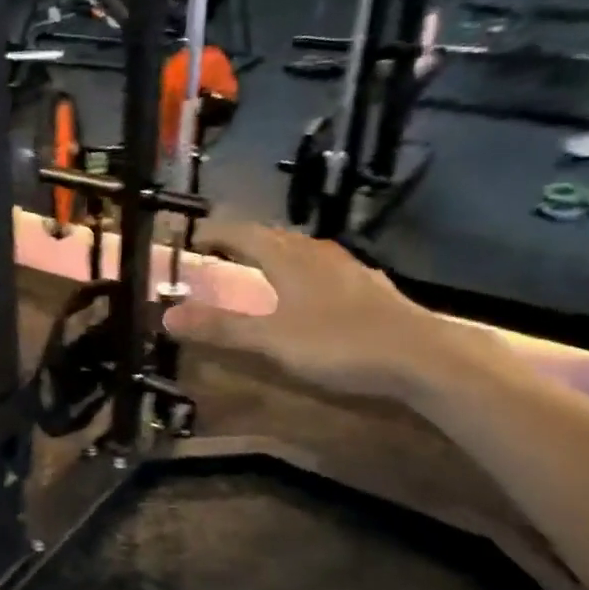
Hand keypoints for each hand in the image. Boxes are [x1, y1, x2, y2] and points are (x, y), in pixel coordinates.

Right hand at [163, 222, 453, 401]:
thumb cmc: (338, 343)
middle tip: (220, 256)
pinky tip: (310, 293)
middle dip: (242, 243)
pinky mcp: (369, 286)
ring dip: (274, 255)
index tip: (193, 240)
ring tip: (260, 270)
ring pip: (301, 250)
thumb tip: (166, 317)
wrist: (422, 357)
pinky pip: (324, 269)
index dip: (215, 233)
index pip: (241, 232)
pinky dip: (303, 273)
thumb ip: (219, 327)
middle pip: (272, 236)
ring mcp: (348, 267)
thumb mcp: (270, 339)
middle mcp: (316, 252)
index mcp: (288, 257)